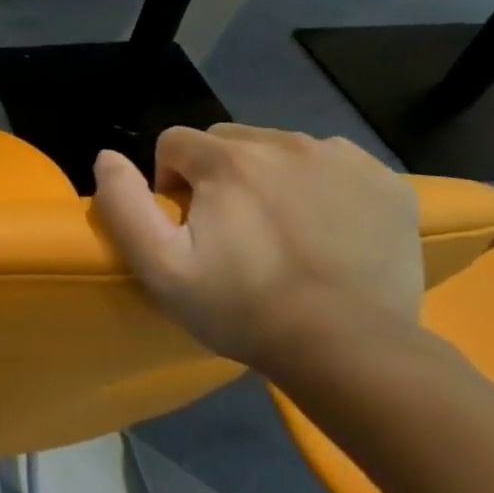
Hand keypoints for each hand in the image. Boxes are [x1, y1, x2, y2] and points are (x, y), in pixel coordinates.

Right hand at [90, 123, 423, 370]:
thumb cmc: (244, 308)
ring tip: (278, 231)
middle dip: (217, 175)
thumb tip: (107, 156)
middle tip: (231, 230)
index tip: (189, 227)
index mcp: (228, 160)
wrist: (353, 351)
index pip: (175, 143)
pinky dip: (317, 184)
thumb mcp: (159, 266)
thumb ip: (122, 203)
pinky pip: (330, 162)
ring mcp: (341, 160)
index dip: (171, 182)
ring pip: (278, 148)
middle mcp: (284, 144)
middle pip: (227, 141)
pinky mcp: (386, 182)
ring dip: (266, 177)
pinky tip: (321, 226)